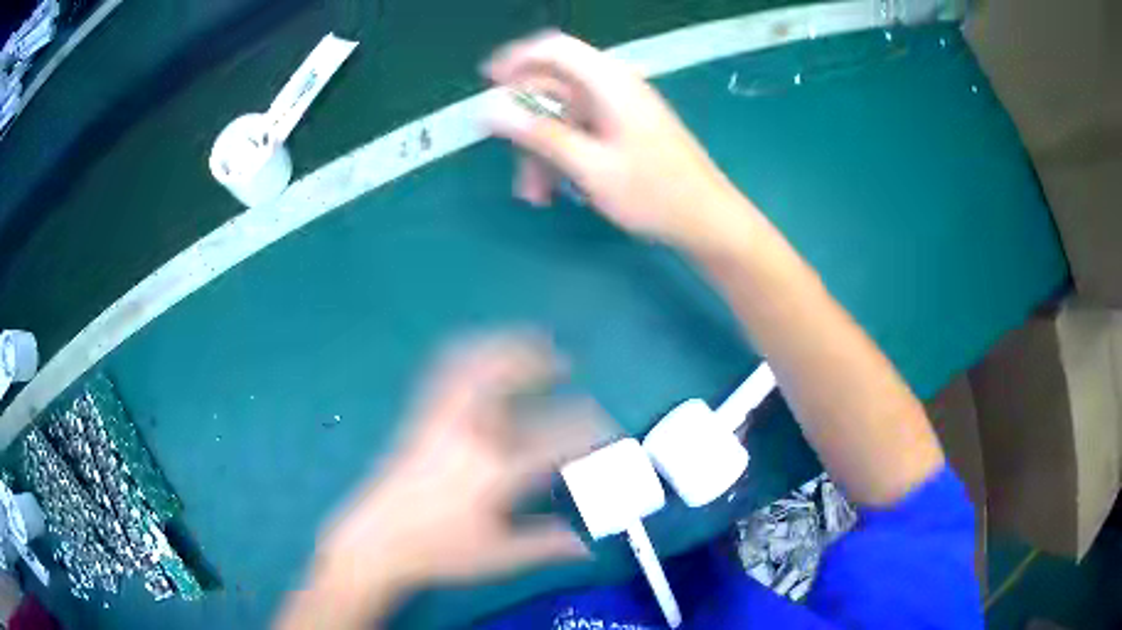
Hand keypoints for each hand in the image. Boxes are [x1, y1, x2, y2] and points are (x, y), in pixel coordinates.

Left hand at [278, 333, 602, 628]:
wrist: (376, 541)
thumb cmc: (438, 552)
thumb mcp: (499, 556)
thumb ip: (546, 545)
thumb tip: (586, 546)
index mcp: (496, 471)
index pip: (558, 438)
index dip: (593, 430)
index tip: (609, 432)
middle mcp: (470, 434)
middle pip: (510, 380)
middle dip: (543, 363)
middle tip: (567, 362)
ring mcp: (441, 421)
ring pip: (475, 366)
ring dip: (506, 347)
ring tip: (530, 341)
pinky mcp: (420, 417)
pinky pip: (445, 371)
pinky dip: (469, 353)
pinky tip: (482, 352)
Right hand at [483, 31, 749, 249]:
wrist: (708, 221)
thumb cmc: (653, 194)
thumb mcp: (589, 166)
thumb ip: (539, 134)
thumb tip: (490, 109)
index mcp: (609, 83)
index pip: (555, 49)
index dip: (517, 58)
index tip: (487, 81)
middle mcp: (614, 88)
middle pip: (554, 89)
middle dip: (526, 125)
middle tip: (510, 162)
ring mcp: (621, 110)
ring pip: (564, 116)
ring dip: (543, 151)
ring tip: (535, 195)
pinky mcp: (625, 131)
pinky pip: (582, 132)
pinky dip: (563, 156)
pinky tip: (555, 191)